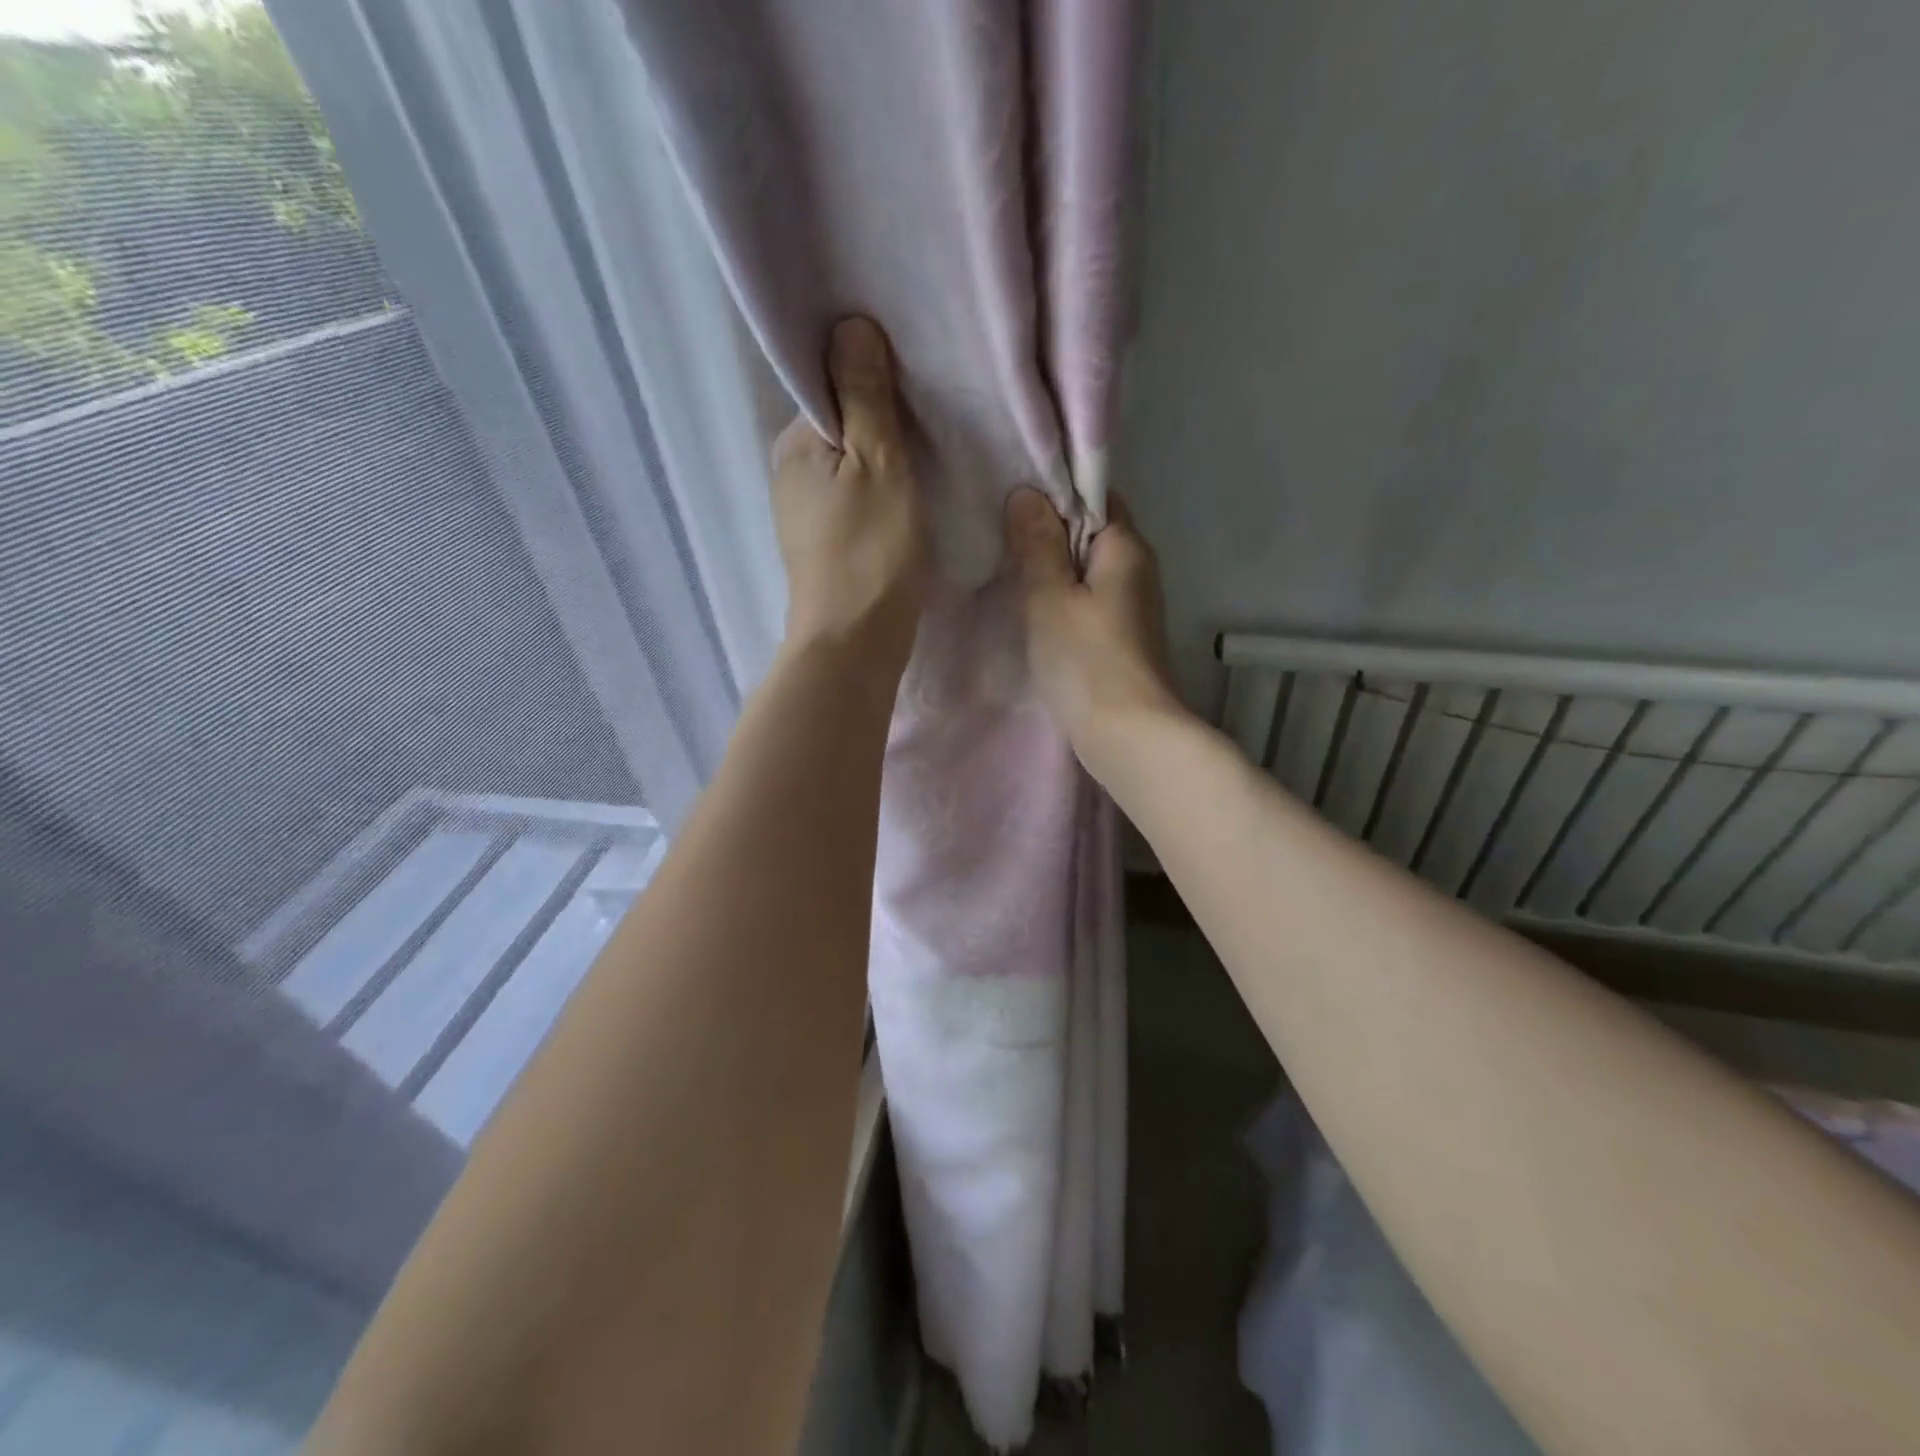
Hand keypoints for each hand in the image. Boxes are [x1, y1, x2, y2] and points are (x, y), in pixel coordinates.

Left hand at [771, 317, 928, 679]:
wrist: (855, 643)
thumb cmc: (870, 551)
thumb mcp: (878, 463)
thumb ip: (864, 396)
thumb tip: (849, 325)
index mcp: (794, 442)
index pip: (828, 384)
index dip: (871, 375)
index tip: (915, 377)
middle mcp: (791, 470)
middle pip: (840, 423)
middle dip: (881, 416)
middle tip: (933, 415)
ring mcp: (806, 511)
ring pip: (851, 463)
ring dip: (885, 456)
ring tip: (929, 452)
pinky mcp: (826, 543)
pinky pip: (856, 496)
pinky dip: (881, 489)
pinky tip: (910, 494)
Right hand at [1005, 488, 1183, 769]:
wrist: (1129, 736)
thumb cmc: (1086, 660)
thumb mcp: (1050, 597)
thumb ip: (1037, 544)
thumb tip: (1027, 494)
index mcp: (1126, 546)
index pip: (1094, 495)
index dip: (1055, 494)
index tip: (1012, 502)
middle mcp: (1137, 568)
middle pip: (1090, 534)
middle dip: (1048, 534)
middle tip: (1000, 539)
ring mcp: (1132, 607)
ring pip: (1087, 571)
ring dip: (1053, 571)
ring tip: (1009, 573)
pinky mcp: (1122, 638)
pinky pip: (1088, 602)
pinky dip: (1063, 602)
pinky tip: (1034, 613)